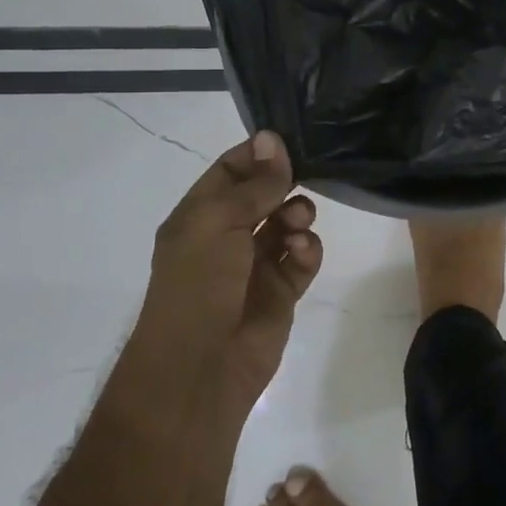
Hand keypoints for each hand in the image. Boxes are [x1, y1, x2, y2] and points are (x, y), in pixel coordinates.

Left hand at [140, 131, 323, 410]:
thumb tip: (272, 138)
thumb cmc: (198, 285)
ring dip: (298, 214)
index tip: (289, 141)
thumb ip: (253, 184)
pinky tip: (303, 250)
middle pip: (263, 195)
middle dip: (284, 184)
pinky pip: (302, 258)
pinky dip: (307, 250)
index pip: (230, 171)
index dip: (257, 155)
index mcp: (199, 216)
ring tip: (299, 221)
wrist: (200, 368)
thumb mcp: (218, 222)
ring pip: (287, 224)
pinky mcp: (281, 292)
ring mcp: (255, 265)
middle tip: (303, 178)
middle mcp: (226, 237)